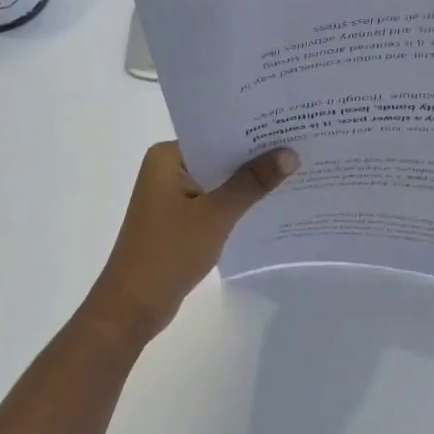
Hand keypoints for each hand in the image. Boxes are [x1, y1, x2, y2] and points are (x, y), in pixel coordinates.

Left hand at [85, 141, 298, 348]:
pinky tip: (270, 202)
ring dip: (248, 181)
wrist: (132, 307)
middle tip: (301, 145)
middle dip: (256, 155)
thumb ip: (252, 182)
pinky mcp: (179, 218)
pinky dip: (237, 202)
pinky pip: (214, 200)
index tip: (290, 125)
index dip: (253, 131)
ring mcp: (172, 195)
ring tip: (295, 171)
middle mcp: (167, 169)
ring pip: (219, 179)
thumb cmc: (168, 252)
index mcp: (167, 157)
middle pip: (220, 155)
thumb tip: (290, 153)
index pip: (216, 133)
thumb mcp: (216, 214)